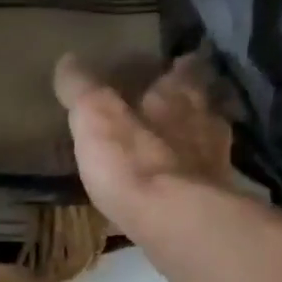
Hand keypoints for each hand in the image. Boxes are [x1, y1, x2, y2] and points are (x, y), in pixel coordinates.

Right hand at [54, 51, 247, 238]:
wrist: (177, 222)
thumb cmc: (133, 162)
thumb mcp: (95, 117)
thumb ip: (82, 89)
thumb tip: (66, 59)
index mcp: (178, 95)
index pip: (183, 70)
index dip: (177, 67)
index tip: (171, 65)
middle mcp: (205, 122)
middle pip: (200, 105)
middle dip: (186, 105)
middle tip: (168, 110)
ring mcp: (214, 163)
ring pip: (205, 143)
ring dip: (191, 143)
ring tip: (172, 151)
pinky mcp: (213, 202)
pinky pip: (200, 182)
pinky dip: (188, 181)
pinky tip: (175, 191)